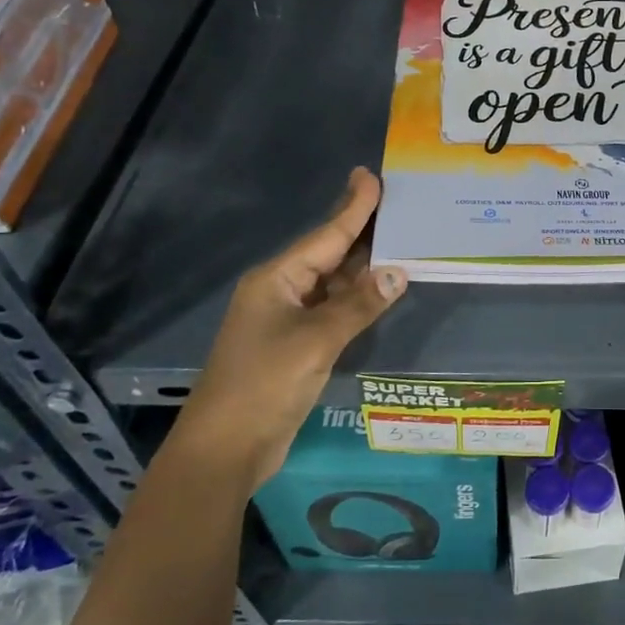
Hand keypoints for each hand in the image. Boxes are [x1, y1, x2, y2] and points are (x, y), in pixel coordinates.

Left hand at [174, 167, 405, 485]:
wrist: (225, 449)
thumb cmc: (264, 384)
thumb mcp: (315, 341)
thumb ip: (359, 305)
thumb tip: (399, 272)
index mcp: (277, 279)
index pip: (325, 235)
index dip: (353, 207)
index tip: (371, 175)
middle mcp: (281, 290)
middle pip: (328, 252)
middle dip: (360, 228)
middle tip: (394, 200)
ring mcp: (288, 319)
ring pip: (333, 281)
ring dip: (363, 264)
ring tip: (398, 236)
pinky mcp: (297, 345)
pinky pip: (333, 308)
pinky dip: (357, 297)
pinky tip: (380, 288)